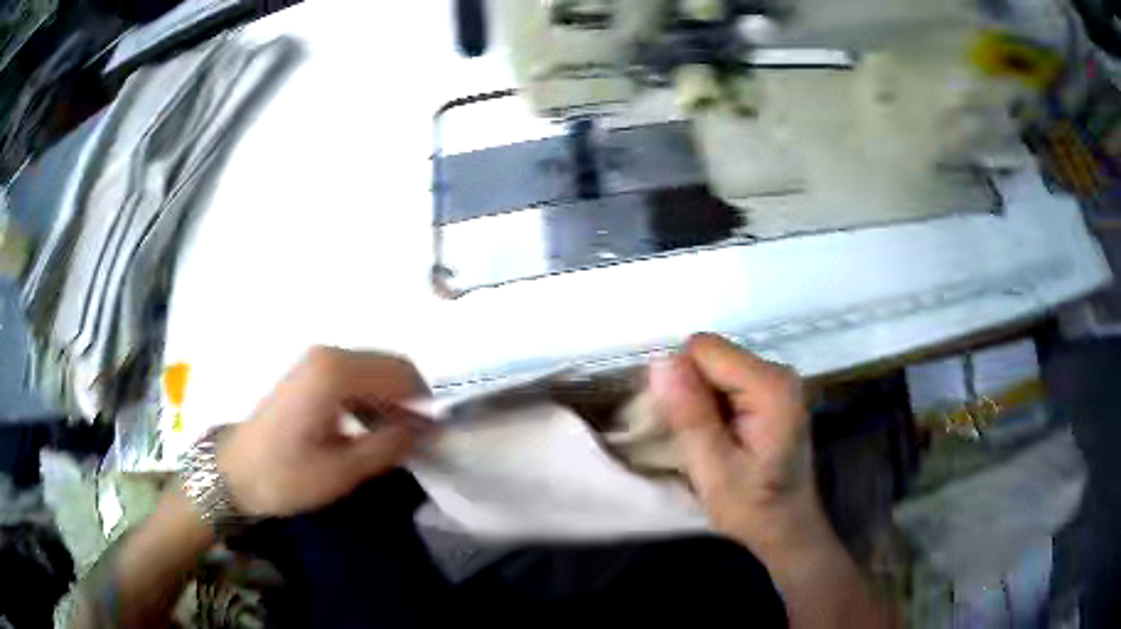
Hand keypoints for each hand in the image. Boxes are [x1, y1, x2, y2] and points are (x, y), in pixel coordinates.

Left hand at [218, 347, 431, 517]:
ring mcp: (316, 360)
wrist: (235, 472)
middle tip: (415, 440)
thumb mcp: (342, 471)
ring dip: (391, 399)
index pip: (401, 373)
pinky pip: (355, 374)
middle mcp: (328, 355)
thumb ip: (389, 445)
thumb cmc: (285, 476)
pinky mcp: (310, 371)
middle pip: (390, 365)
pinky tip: (367, 427)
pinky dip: (371, 397)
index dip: (424, 403)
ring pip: (374, 369)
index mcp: (334, 373)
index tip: (433, 436)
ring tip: (392, 438)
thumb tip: (428, 428)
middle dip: (409, 399)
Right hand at [651, 334, 827, 560]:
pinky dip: (713, 403)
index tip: (683, 425)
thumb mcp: (713, 469)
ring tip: (708, 440)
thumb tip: (661, 361)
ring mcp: (777, 379)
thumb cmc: (751, 505)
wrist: (786, 526)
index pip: (704, 349)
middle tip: (696, 439)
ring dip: (700, 399)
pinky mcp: (771, 390)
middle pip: (711, 355)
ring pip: (714, 366)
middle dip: (691, 390)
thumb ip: (690, 414)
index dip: (682, 382)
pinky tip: (720, 435)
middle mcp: (778, 371)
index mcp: (770, 385)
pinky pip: (726, 379)